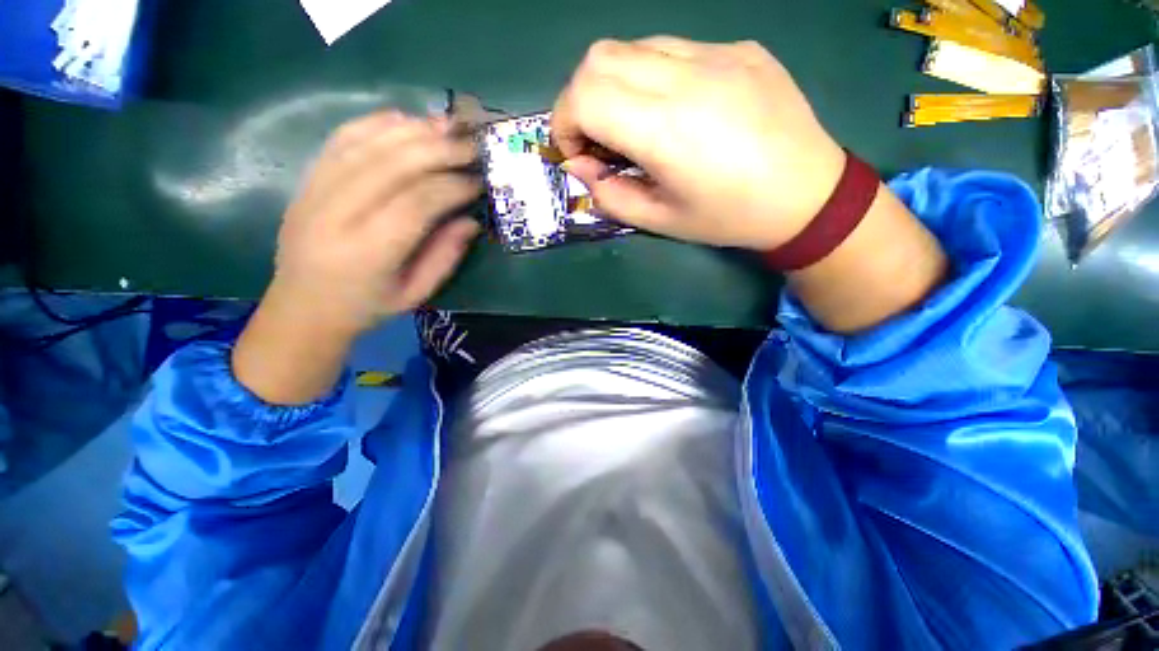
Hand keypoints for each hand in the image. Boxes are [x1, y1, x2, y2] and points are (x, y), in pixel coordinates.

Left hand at [272, 111, 481, 335]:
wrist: (302, 307)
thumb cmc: (366, 307)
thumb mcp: (416, 293)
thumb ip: (445, 256)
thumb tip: (471, 221)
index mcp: (369, 251)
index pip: (417, 203)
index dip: (452, 186)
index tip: (478, 181)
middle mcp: (337, 213)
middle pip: (393, 165)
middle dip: (439, 150)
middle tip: (472, 146)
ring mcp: (316, 191)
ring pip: (368, 144)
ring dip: (412, 130)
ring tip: (447, 125)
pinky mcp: (307, 179)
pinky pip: (342, 138)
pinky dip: (376, 123)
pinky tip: (405, 120)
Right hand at [552, 37, 846, 250]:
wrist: (807, 194)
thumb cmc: (728, 218)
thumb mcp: (660, 221)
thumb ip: (610, 196)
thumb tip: (582, 168)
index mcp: (666, 130)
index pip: (584, 95)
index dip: (564, 123)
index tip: (577, 154)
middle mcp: (688, 77)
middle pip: (598, 58)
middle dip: (580, 100)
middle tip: (597, 139)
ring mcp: (718, 53)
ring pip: (633, 45)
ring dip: (614, 84)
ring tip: (634, 124)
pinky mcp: (739, 48)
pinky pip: (674, 48)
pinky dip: (651, 76)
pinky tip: (675, 109)